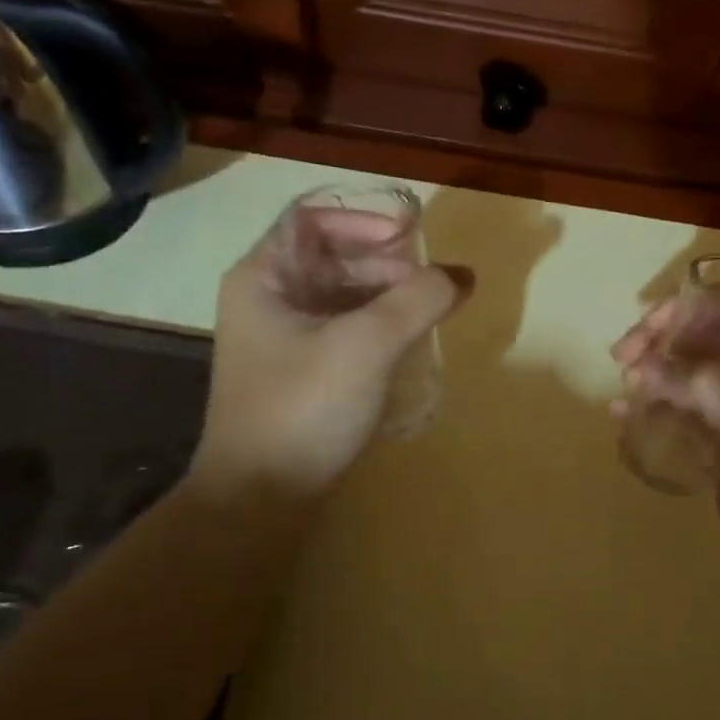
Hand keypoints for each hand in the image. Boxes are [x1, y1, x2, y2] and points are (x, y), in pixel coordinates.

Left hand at [186, 207, 472, 506]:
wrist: (259, 502)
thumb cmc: (303, 409)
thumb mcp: (366, 345)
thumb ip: (418, 300)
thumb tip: (461, 274)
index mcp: (263, 277)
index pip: (313, 217)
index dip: (364, 218)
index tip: (410, 236)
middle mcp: (267, 298)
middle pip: (331, 254)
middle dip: (384, 261)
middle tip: (430, 281)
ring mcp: (281, 338)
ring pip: (340, 293)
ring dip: (385, 294)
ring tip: (429, 310)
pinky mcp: (299, 372)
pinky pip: (342, 328)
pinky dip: (376, 326)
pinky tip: (408, 342)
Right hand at [613, 296, 719, 588]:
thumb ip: (707, 390)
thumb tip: (649, 364)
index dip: (689, 307)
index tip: (650, 329)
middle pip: (704, 330)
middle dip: (660, 336)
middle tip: (623, 358)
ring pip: (689, 363)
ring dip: (653, 367)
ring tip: (624, 387)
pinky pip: (683, 400)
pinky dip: (654, 400)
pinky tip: (625, 414)